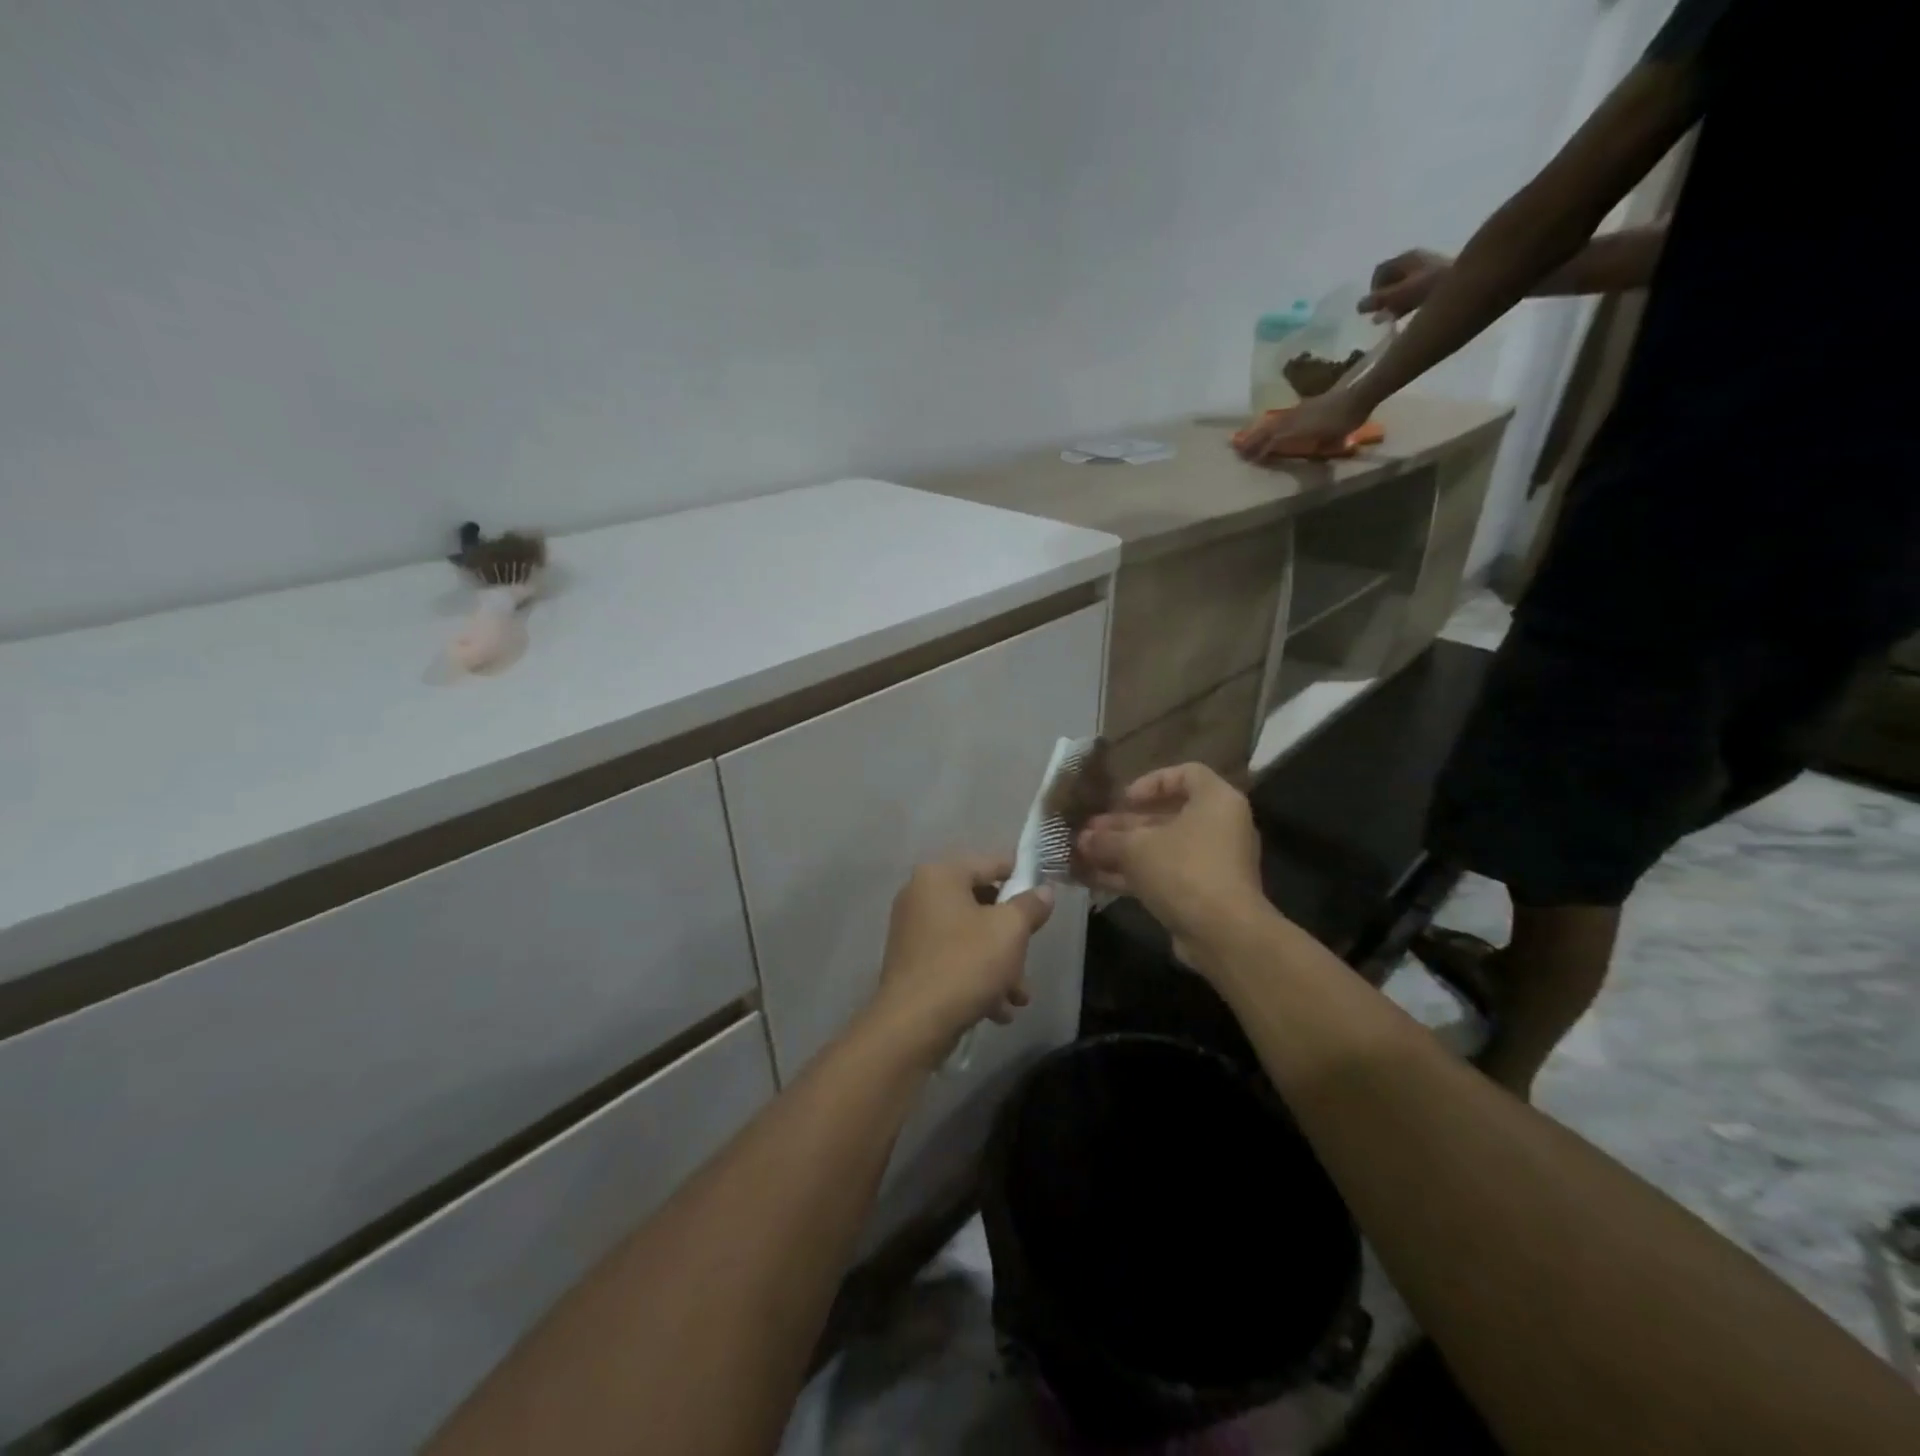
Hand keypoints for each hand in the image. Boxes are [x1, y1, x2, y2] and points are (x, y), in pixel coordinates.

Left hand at [870, 857, 1054, 1059]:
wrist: (913, 1024)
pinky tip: (998, 1010)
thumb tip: (1043, 891)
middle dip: (1012, 936)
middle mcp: (920, 895)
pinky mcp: (911, 963)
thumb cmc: (965, 964)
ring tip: (1019, 997)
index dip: (1022, 876)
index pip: (991, 863)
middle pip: (981, 904)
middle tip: (1030, 957)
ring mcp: (912, 931)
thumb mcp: (1010, 930)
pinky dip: (976, 978)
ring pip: (970, 938)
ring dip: (999, 964)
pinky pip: (953, 959)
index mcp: (940, 876)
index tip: (1045, 895)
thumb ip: (1030, 905)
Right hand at [1076, 764, 1266, 967]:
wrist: (1223, 934)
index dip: (1152, 782)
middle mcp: (1218, 827)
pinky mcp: (1201, 893)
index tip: (1124, 799)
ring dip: (1121, 851)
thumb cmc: (1184, 870)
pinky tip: (1094, 879)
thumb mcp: (1137, 848)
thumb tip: (1082, 839)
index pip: (1186, 774)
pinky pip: (1162, 875)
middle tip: (1088, 830)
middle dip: (1123, 825)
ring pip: (1160, 849)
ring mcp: (1211, 863)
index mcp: (1215, 801)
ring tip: (1082, 854)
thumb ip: (1107, 839)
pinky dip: (1132, 875)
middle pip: (1166, 816)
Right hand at [1234, 386, 1372, 466]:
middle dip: (1251, 440)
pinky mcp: (1300, 407)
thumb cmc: (1345, 418)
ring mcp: (1295, 412)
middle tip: (1236, 449)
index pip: (1273, 441)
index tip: (1249, 460)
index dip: (1261, 451)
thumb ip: (1317, 447)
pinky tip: (1264, 426)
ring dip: (1255, 431)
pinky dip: (1267, 424)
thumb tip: (1305, 455)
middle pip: (1266, 431)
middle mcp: (1292, 420)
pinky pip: (1278, 418)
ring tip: (1243, 438)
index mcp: (1297, 429)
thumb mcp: (1334, 438)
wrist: (1356, 392)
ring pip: (1270, 423)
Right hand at [1361, 247, 1451, 317]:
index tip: (1372, 306)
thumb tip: (1359, 306)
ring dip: (1396, 301)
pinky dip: (1409, 301)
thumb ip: (1378, 301)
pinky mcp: (1440, 277)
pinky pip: (1417, 289)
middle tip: (1381, 314)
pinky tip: (1411, 313)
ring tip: (1393, 317)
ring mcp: (1430, 267)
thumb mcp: (1398, 296)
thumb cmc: (1429, 288)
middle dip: (1384, 296)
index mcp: (1405, 259)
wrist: (1472, 281)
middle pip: (1392, 278)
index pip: (1380, 271)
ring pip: (1404, 285)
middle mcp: (1417, 260)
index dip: (1372, 289)